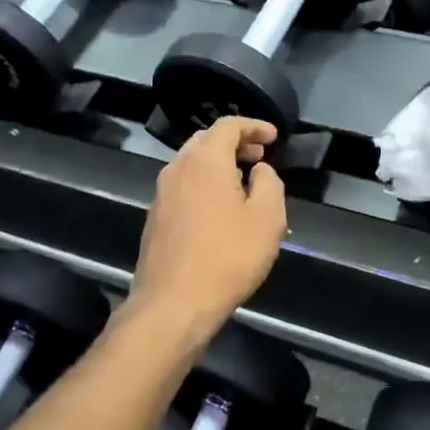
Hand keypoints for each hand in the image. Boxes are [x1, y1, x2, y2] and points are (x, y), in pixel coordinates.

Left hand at [131, 117, 286, 339]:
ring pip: (192, 164)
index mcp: (205, 160)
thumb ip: (269, 184)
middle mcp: (177, 168)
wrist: (172, 304)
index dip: (254, 126)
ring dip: (218, 164)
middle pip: (206, 141)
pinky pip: (183, 186)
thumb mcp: (267, 219)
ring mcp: (161, 193)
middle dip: (235, 143)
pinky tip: (220, 208)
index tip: (274, 137)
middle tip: (260, 156)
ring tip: (244, 181)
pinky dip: (204, 184)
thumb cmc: (227, 257)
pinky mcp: (155, 217)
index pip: (228, 126)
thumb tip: (259, 170)